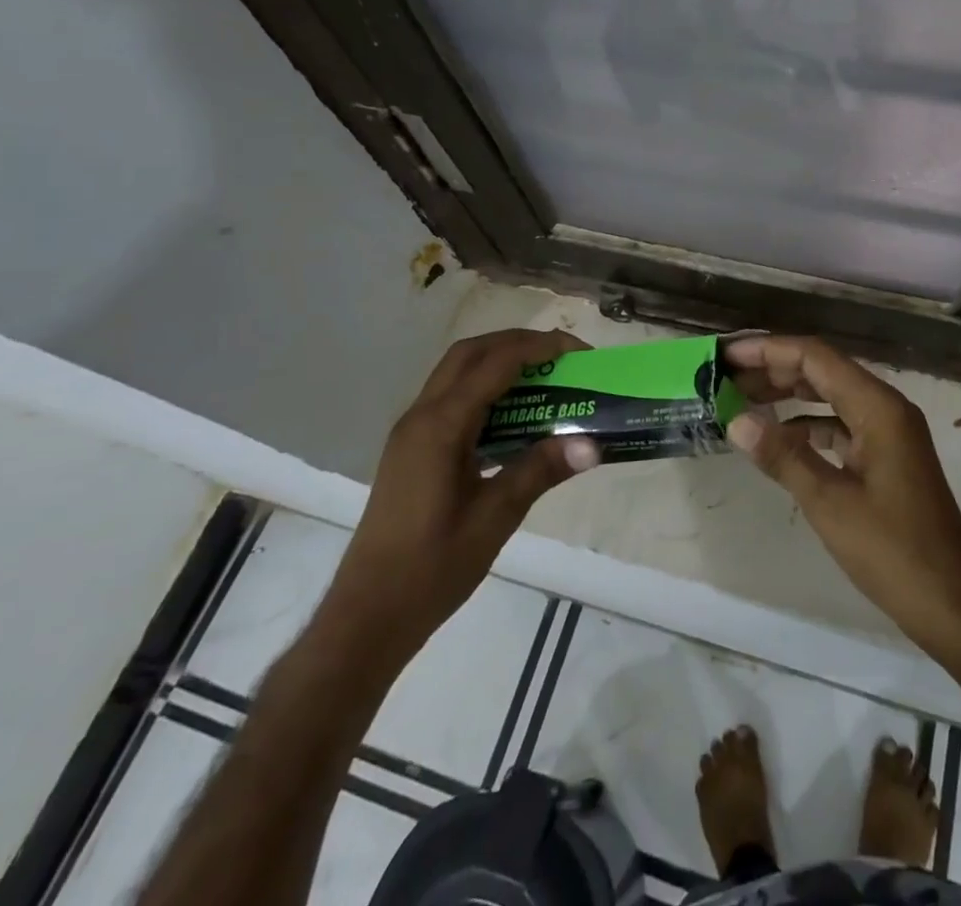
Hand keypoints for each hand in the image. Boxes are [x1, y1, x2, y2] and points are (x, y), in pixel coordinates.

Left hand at [318, 329, 600, 672]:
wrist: (367, 617)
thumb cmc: (431, 568)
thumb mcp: (495, 517)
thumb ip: (541, 470)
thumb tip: (592, 443)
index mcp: (440, 426)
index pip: (495, 364)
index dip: (539, 348)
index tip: (579, 352)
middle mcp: (421, 416)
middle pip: (470, 353)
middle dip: (518, 344)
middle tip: (562, 357)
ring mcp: (412, 432)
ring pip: (457, 372)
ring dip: (500, 363)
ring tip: (545, 378)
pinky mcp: (412, 449)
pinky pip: (452, 398)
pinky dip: (486, 389)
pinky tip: (514, 417)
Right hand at [724, 335, 960, 693]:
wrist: (952, 602)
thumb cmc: (893, 551)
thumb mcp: (830, 503)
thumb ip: (783, 456)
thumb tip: (736, 421)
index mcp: (878, 407)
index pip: (816, 357)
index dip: (770, 350)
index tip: (729, 355)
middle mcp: (886, 408)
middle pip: (823, 371)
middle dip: (775, 369)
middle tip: (726, 377)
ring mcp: (889, 432)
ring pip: (831, 396)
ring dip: (789, 394)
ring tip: (743, 400)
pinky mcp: (886, 456)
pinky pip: (841, 424)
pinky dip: (808, 424)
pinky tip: (779, 438)